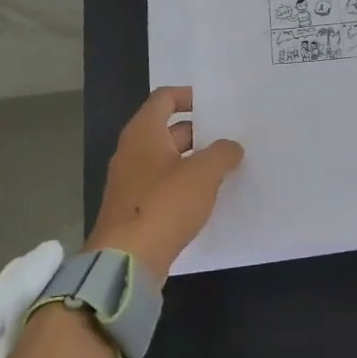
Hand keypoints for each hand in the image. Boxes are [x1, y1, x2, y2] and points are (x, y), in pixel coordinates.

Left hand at [87, 87, 243, 284]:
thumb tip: (230, 148)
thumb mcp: (203, 173)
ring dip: (192, 161)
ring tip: (224, 168)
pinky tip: (205, 198)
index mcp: (143, 132)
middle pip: (167, 130)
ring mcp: (129, 182)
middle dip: (198, 132)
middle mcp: (132, 151)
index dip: (189, 96)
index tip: (214, 106)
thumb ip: (222, 153)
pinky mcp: (133, 210)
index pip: (164, 98)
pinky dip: (182, 185)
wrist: (126, 261)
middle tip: (228, 138)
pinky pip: (161, 186)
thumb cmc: (164, 204)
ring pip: (166, 160)